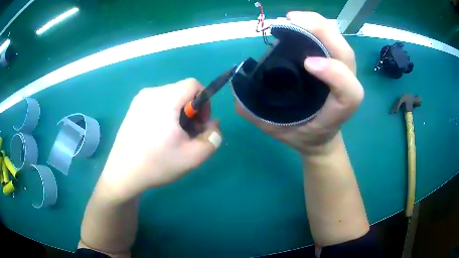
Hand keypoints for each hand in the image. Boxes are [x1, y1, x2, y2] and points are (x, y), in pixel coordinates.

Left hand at [100, 78, 221, 198]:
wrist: (123, 175)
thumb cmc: (157, 164)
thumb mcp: (193, 156)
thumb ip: (213, 138)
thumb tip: (214, 125)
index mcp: (165, 99)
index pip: (193, 84)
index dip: (204, 102)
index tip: (200, 124)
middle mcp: (150, 93)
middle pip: (181, 91)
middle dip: (191, 111)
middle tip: (188, 135)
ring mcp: (138, 100)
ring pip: (169, 98)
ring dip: (178, 114)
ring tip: (173, 137)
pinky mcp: (132, 109)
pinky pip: (156, 104)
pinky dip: (164, 115)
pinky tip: (158, 136)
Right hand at [236, 11, 363, 155]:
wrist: (320, 136)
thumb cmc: (303, 134)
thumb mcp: (279, 131)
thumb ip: (258, 115)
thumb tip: (238, 91)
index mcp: (338, 110)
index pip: (348, 92)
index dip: (335, 74)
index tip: (307, 63)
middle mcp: (345, 87)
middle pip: (345, 55)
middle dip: (321, 32)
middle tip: (291, 20)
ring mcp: (343, 73)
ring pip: (340, 43)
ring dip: (319, 24)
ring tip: (293, 18)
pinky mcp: (336, 64)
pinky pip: (333, 40)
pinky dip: (318, 26)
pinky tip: (300, 22)